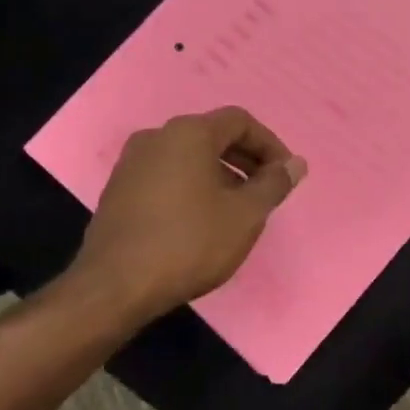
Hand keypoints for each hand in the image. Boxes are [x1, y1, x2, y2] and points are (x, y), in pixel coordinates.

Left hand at [58, 107, 305, 324]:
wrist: (114, 287)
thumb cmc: (189, 243)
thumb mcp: (245, 215)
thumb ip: (274, 184)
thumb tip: (295, 164)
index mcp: (188, 133)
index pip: (240, 121)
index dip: (270, 144)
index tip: (285, 175)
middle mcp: (156, 137)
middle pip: (212, 136)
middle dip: (246, 160)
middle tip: (266, 191)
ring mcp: (131, 164)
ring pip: (188, 157)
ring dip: (220, 175)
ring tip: (237, 210)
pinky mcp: (118, 191)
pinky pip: (166, 176)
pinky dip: (192, 187)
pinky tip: (201, 221)